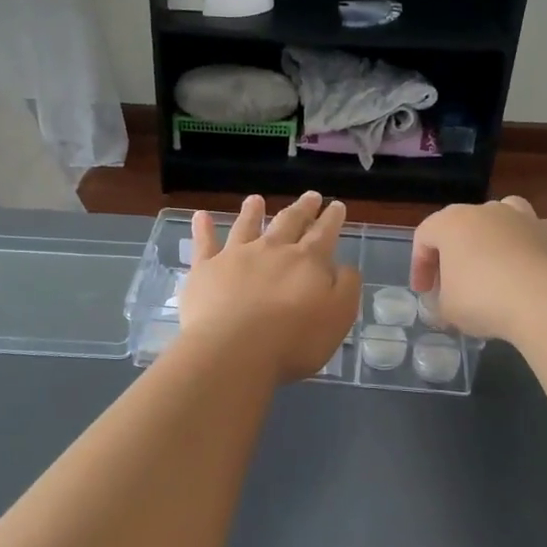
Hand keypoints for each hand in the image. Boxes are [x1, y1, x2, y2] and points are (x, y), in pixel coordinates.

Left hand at [180, 193, 360, 384]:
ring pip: (247, 226)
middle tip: (310, 196)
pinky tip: (200, 216)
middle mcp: (272, 250)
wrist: (234, 350)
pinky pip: (204, 243)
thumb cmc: (293, 340)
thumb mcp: (338, 317)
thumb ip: (346, 286)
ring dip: (252, 211)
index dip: (331, 219)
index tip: (336, 205)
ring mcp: (236, 256)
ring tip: (256, 199)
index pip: (324, 234)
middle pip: (289, 222)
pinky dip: (203, 228)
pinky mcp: (206, 269)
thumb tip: (344, 266)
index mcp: (307, 261)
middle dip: (302, 208)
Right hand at [410, 198, 546, 342]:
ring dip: (490, 240)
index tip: (424, 292)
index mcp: (451, 223)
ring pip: (498, 220)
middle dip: (453, 254)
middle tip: (452, 284)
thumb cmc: (484, 299)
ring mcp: (521, 217)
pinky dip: (522, 249)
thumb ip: (440, 303)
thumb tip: (445, 305)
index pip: (424, 237)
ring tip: (491, 266)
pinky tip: (524, 274)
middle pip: (460, 226)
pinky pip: (528, 236)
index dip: (419, 266)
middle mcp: (485, 211)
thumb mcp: (448, 310)